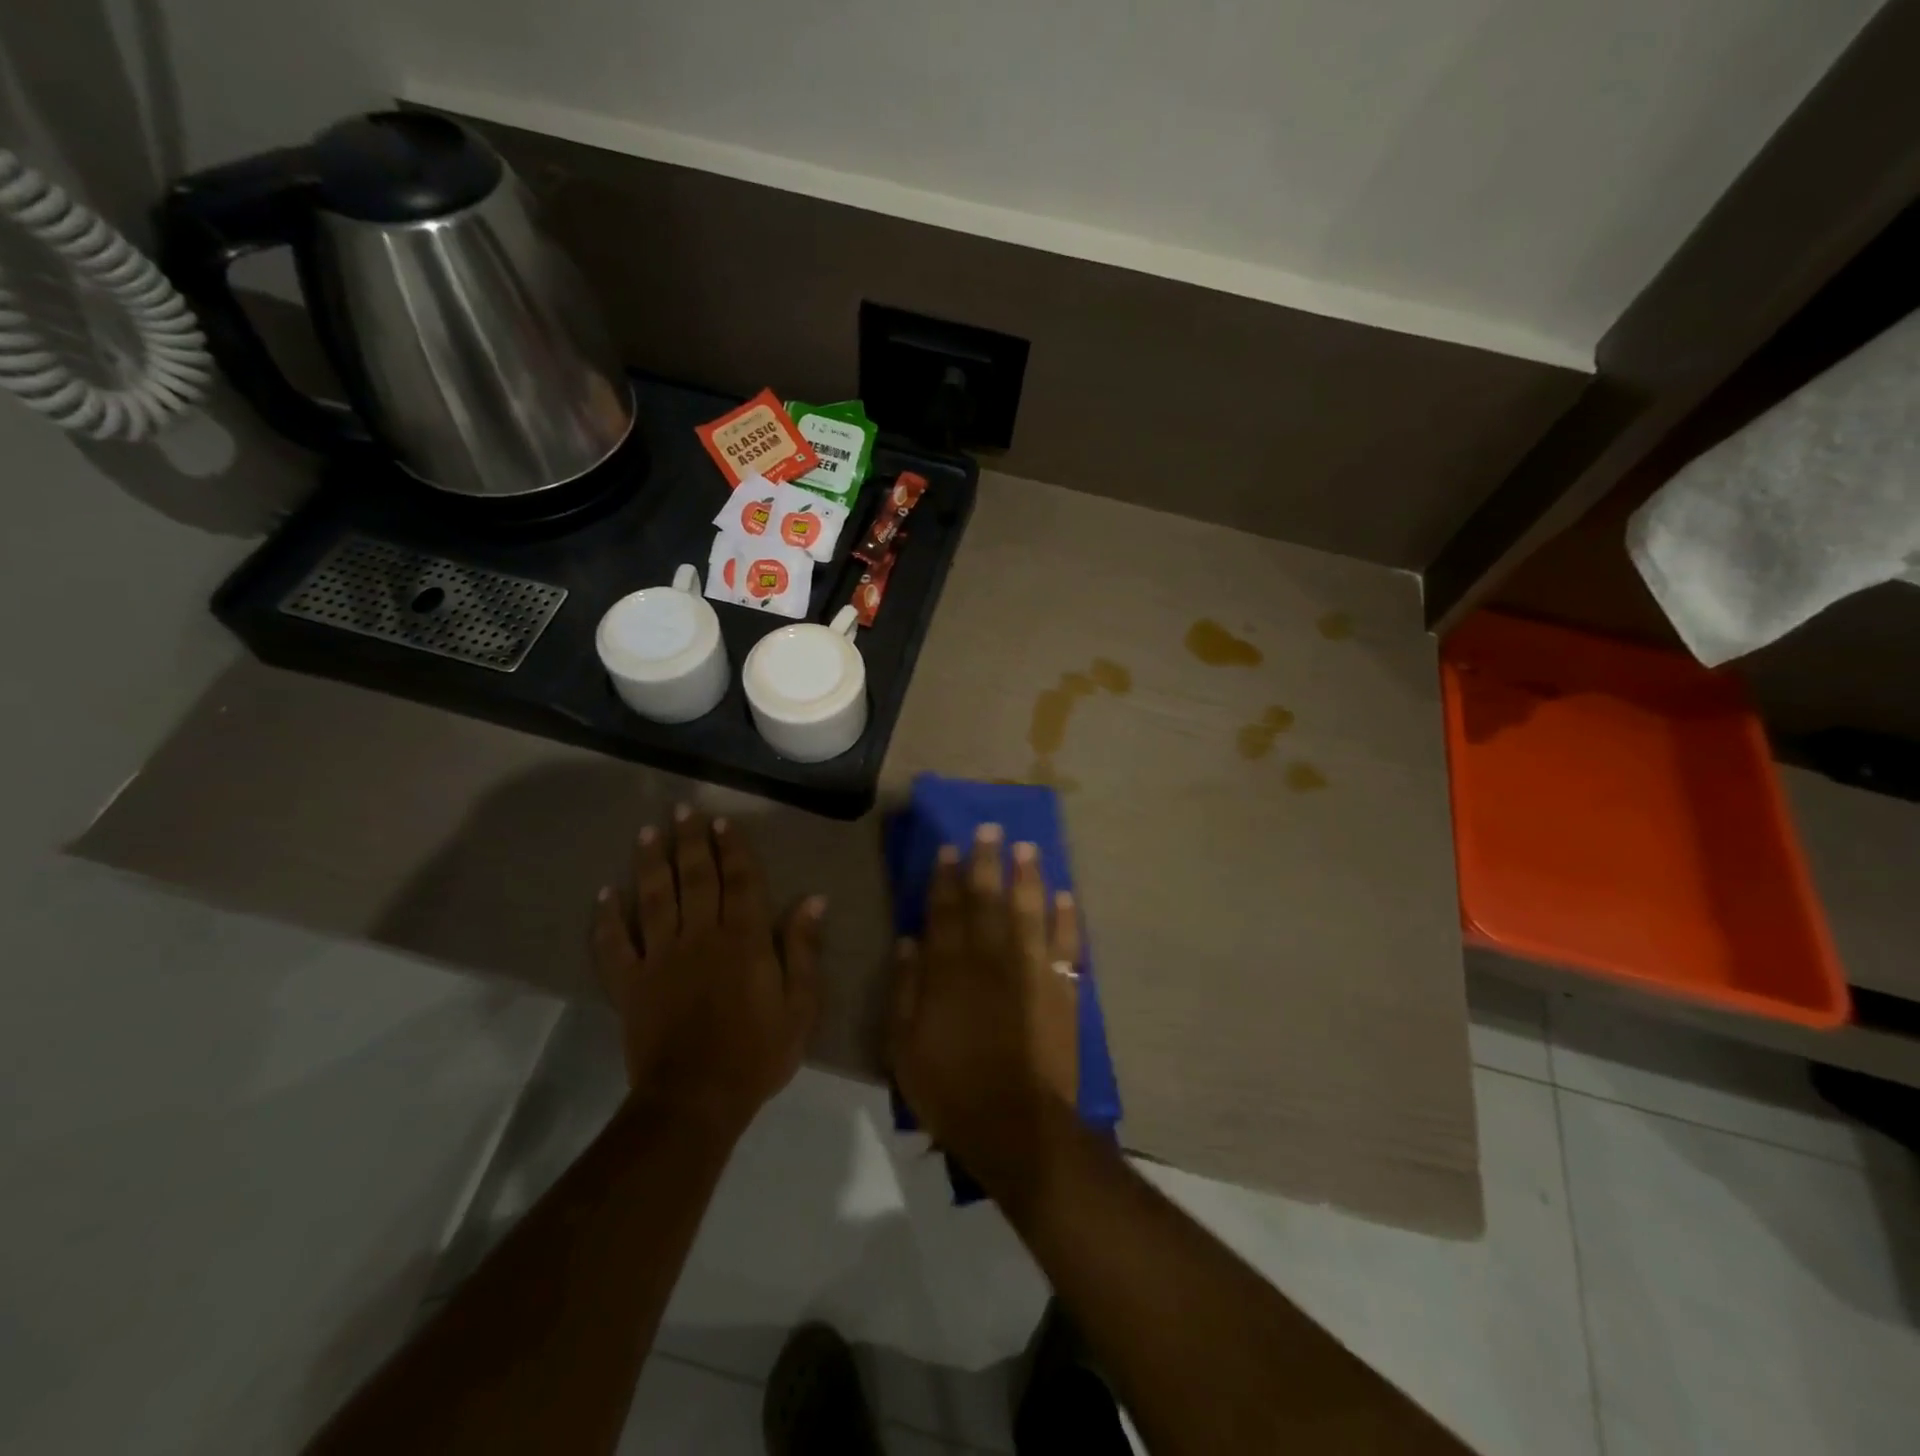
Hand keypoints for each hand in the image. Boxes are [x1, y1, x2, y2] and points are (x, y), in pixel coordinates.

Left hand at [593, 807, 823, 1139]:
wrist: (697, 1100)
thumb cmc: (758, 1053)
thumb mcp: (801, 1006)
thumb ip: (804, 949)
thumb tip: (813, 899)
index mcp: (744, 939)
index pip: (740, 881)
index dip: (732, 848)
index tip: (722, 821)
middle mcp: (701, 937)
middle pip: (695, 878)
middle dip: (690, 842)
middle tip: (683, 811)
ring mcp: (660, 958)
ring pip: (654, 899)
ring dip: (650, 864)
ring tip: (648, 833)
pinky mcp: (630, 984)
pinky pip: (614, 946)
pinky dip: (607, 919)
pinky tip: (604, 894)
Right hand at [889, 824, 1080, 1192]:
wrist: (1015, 1123)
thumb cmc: (949, 1087)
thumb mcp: (903, 1045)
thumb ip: (905, 989)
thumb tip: (909, 940)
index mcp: (950, 969)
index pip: (946, 910)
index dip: (946, 877)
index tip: (950, 847)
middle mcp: (992, 958)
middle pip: (988, 900)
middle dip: (987, 862)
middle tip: (991, 828)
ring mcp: (1031, 971)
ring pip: (1030, 911)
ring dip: (1028, 877)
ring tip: (1027, 848)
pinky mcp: (1061, 989)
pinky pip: (1066, 945)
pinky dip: (1067, 920)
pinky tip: (1067, 897)